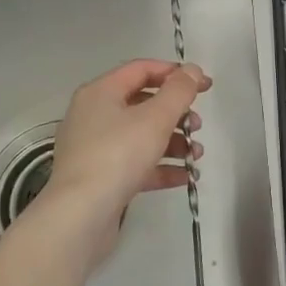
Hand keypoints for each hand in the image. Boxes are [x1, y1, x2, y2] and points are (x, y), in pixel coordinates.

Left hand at [38, 59, 211, 263]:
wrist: (80, 215)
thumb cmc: (118, 155)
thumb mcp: (156, 117)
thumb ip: (179, 90)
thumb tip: (192, 70)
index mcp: (101, 92)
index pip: (142, 69)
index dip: (176, 73)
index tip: (205, 86)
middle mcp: (93, 115)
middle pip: (142, 103)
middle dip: (176, 113)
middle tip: (197, 126)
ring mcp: (93, 148)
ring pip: (140, 135)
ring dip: (173, 142)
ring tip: (195, 155)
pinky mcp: (99, 178)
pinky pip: (134, 164)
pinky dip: (160, 167)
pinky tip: (184, 176)